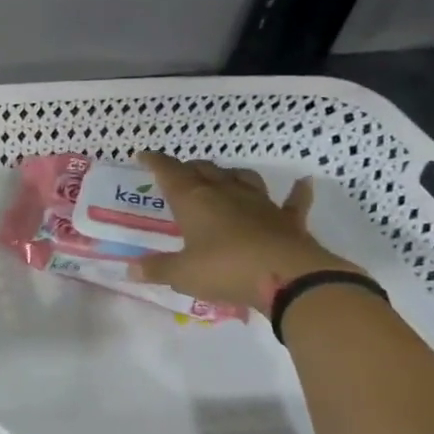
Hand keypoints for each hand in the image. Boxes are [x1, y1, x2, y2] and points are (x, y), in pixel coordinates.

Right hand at [127, 152, 360, 312]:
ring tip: (223, 177)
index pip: (169, 172)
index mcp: (194, 201)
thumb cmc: (225, 270)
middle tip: (179, 173)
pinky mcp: (287, 220)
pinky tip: (303, 183)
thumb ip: (157, 269)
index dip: (155, 162)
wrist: (287, 277)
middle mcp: (225, 193)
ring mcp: (260, 203)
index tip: (143, 156)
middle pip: (204, 170)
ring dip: (230, 174)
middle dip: (189, 168)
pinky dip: (297, 192)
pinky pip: (293, 201)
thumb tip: (130, 270)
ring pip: (243, 178)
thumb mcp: (182, 274)